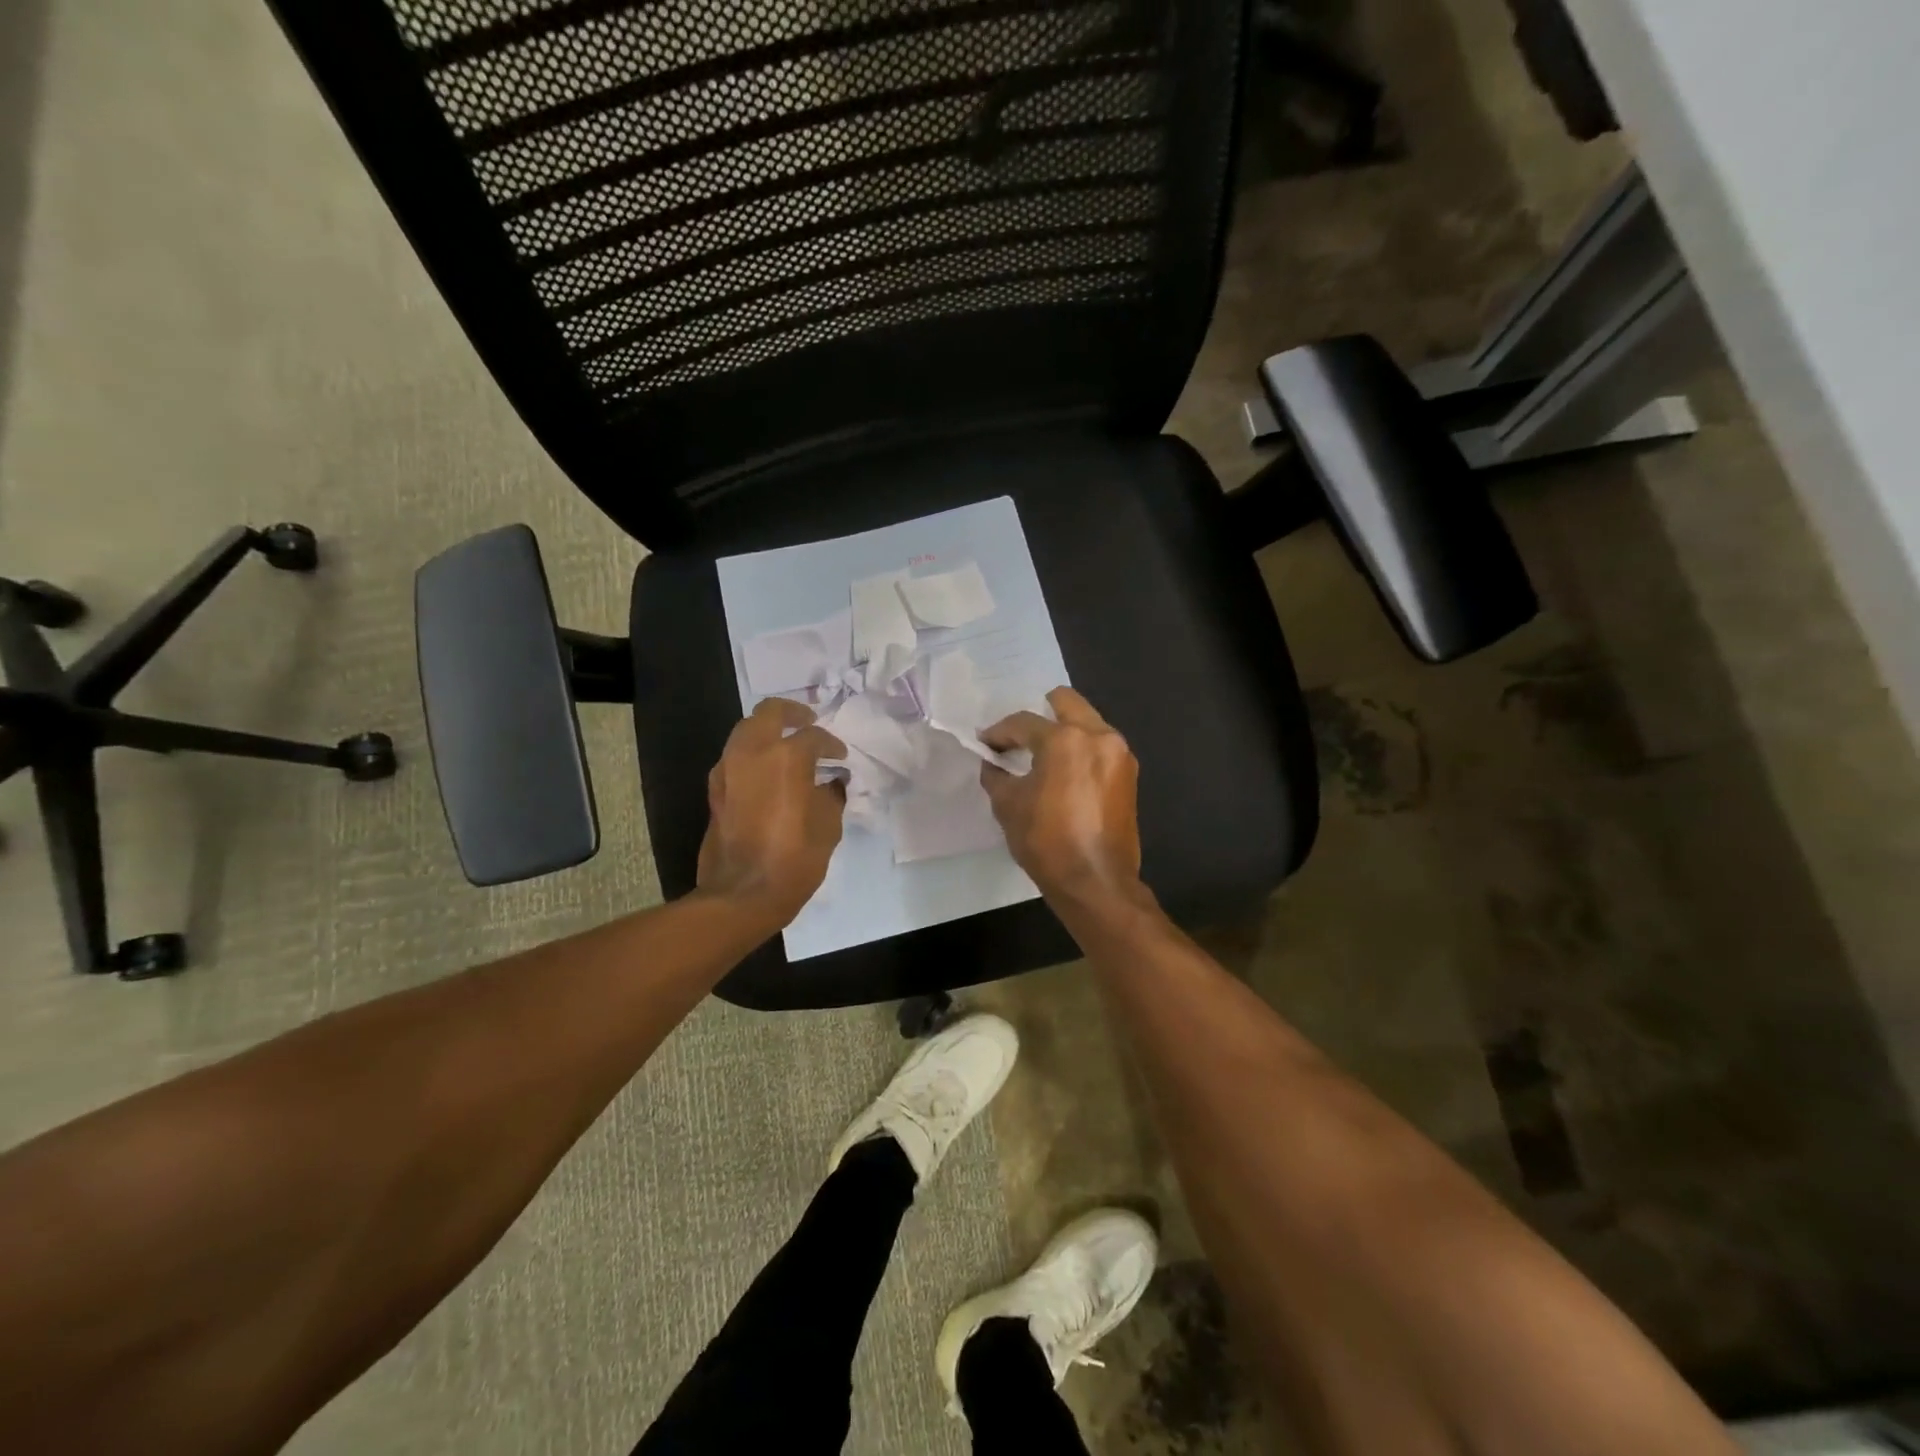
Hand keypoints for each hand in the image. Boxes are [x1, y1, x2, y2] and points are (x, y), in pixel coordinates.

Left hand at [697, 699, 846, 925]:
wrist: (742, 893)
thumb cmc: (794, 859)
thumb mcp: (828, 826)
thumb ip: (831, 795)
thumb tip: (832, 782)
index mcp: (786, 757)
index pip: (814, 736)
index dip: (832, 745)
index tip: (841, 758)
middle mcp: (752, 753)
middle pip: (769, 712)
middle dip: (792, 713)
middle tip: (808, 722)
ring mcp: (728, 769)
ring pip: (746, 730)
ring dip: (768, 731)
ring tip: (787, 747)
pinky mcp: (715, 789)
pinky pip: (735, 757)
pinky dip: (753, 755)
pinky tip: (769, 773)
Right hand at [979, 687, 1143, 904]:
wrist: (1096, 881)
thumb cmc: (1047, 841)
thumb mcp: (1008, 805)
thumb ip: (996, 775)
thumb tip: (993, 763)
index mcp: (1065, 739)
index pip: (1024, 722)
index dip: (999, 732)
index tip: (985, 744)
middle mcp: (1099, 736)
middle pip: (1066, 703)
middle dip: (1039, 714)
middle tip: (1019, 737)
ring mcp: (1120, 754)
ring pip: (1088, 722)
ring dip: (1064, 731)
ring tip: (1042, 755)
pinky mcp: (1129, 774)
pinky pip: (1100, 747)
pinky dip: (1081, 750)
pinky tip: (1064, 772)